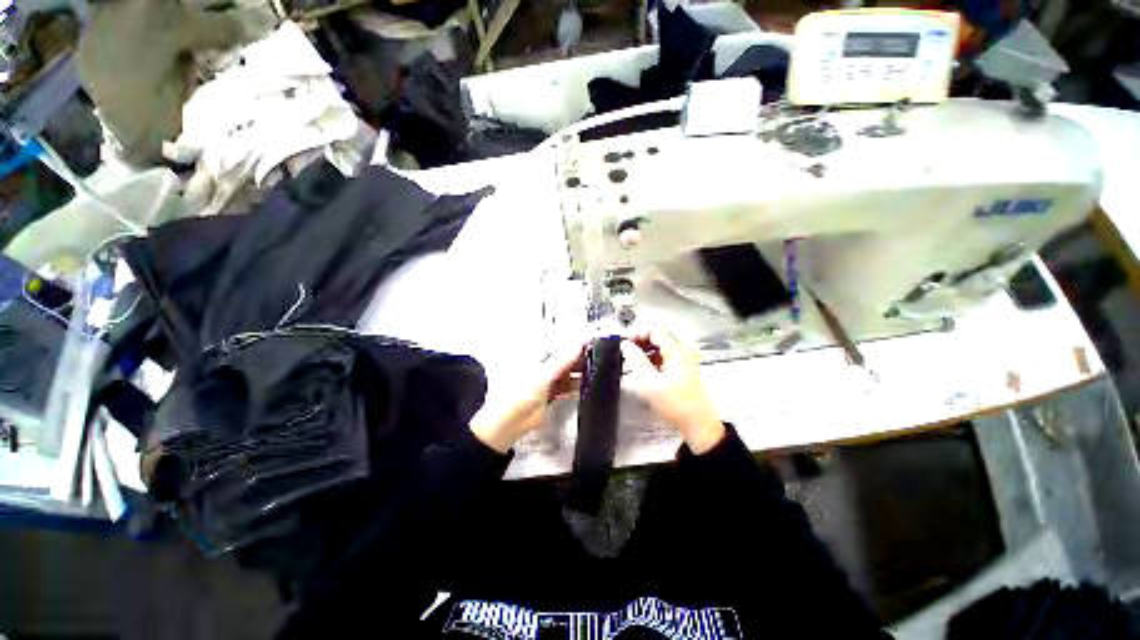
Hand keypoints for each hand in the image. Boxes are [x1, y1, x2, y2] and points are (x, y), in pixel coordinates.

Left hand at [470, 342, 584, 452]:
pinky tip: (586, 386)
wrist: (510, 421)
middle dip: (579, 359)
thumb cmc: (520, 392)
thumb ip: (563, 359)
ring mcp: (547, 380)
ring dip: (579, 373)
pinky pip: (566, 387)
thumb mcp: (544, 373)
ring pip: (567, 373)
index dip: (575, 345)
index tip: (591, 344)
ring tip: (595, 371)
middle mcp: (543, 366)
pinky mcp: (551, 394)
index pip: (560, 346)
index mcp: (537, 355)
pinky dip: (575, 387)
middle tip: (597, 358)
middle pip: (565, 359)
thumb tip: (579, 343)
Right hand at [620, 327, 724, 453]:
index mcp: (675, 351)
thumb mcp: (650, 382)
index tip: (627, 344)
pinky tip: (646, 373)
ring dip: (646, 353)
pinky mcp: (682, 373)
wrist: (698, 424)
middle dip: (640, 343)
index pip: (654, 330)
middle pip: (658, 338)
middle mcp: (680, 353)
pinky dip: (653, 362)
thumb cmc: (676, 403)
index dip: (638, 334)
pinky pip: (664, 360)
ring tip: (634, 364)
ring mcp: (682, 363)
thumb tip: (627, 346)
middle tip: (627, 354)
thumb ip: (636, 360)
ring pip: (660, 349)